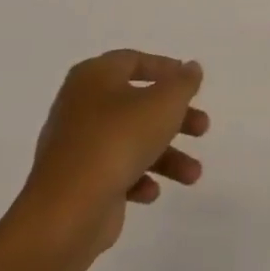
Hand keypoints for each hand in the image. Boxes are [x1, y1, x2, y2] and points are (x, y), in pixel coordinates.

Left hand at [12, 50, 208, 259]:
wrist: (67, 209)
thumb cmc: (119, 139)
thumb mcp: (164, 103)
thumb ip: (184, 82)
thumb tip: (190, 67)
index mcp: (94, 77)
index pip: (133, 61)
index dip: (165, 69)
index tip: (191, 83)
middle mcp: (80, 105)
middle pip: (137, 104)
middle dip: (175, 118)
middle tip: (202, 128)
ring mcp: (76, 145)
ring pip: (130, 140)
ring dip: (166, 155)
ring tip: (193, 174)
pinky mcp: (75, 180)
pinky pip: (113, 170)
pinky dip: (137, 177)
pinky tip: (151, 192)